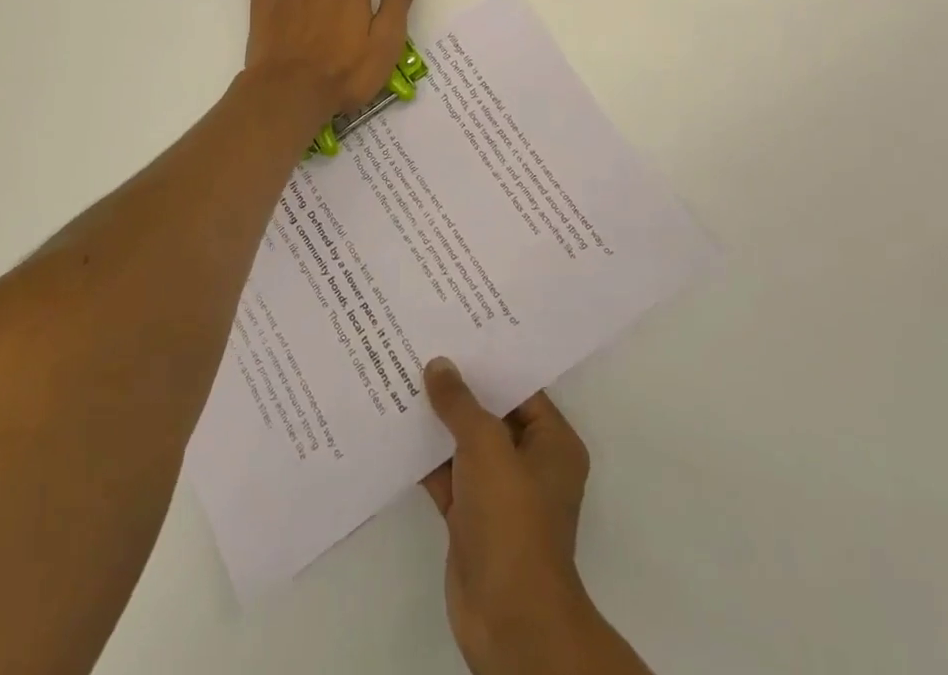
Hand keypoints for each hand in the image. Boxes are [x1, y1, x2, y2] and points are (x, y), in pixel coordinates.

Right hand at [423, 359, 632, 674]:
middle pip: (491, 413)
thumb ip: (461, 402)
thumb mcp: (486, 445)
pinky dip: (425, 457)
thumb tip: (439, 365)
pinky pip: (447, 474)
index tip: (457, 330)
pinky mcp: (471, 518)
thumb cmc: (512, 519)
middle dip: (458, 388)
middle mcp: (530, 463)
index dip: (489, 360)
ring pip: (465, 444)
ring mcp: (500, 493)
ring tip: (402, 376)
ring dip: (437, 421)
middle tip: (424, 345)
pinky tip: (394, 427)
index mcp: (553, 443)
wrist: (508, 617)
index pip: (520, 388)